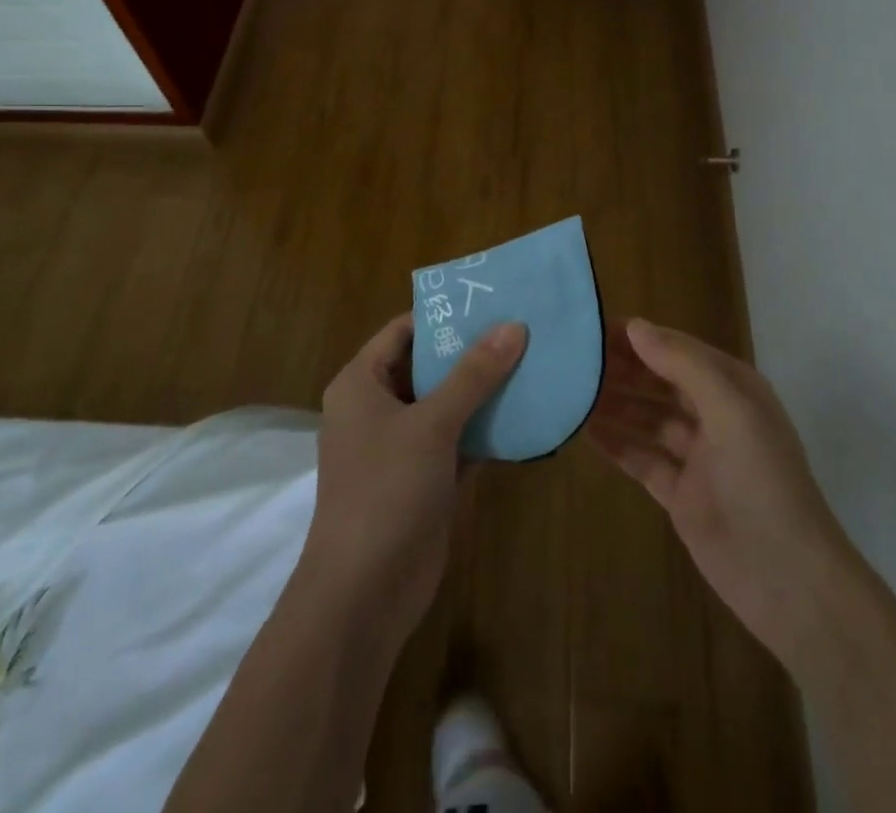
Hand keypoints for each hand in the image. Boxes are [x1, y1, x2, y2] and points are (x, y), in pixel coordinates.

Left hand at [303, 313, 526, 640]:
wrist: (364, 595)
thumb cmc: (386, 491)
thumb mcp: (431, 424)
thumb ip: (473, 374)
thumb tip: (513, 325)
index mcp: (362, 383)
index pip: (404, 331)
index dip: (444, 314)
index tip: (490, 300)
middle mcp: (378, 408)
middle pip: (428, 365)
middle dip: (472, 350)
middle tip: (521, 327)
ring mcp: (401, 446)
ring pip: (447, 403)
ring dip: (484, 389)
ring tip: (532, 360)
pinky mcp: (425, 478)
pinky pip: (459, 439)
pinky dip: (487, 428)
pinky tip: (527, 412)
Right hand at [587, 318, 850, 667]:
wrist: (788, 581)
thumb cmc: (762, 482)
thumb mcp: (730, 410)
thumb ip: (683, 365)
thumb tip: (636, 326)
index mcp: (732, 387)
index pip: (676, 348)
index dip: (638, 336)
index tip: (591, 328)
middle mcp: (714, 414)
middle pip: (659, 381)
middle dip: (621, 368)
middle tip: (572, 359)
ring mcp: (696, 456)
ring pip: (647, 418)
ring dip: (614, 403)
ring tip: (569, 389)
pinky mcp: (680, 494)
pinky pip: (641, 458)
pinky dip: (616, 443)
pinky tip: (584, 430)